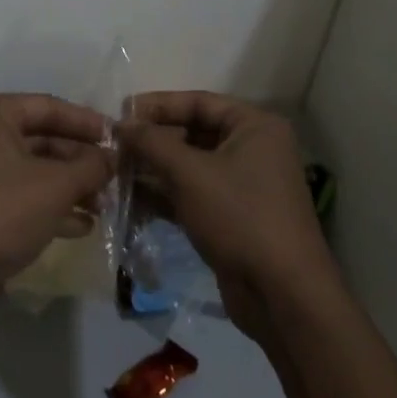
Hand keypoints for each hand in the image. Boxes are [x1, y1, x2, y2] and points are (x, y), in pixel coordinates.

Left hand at [0, 94, 113, 302]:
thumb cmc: (0, 212)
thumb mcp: (55, 186)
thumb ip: (90, 167)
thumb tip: (114, 157)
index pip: (49, 106)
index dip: (87, 122)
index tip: (119, 137)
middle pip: (43, 139)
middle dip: (81, 160)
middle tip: (115, 177)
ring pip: (35, 170)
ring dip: (71, 187)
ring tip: (105, 205)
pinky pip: (23, 196)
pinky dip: (51, 207)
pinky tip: (83, 226)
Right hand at [119, 92, 333, 341]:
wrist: (282, 296)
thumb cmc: (240, 217)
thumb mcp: (190, 174)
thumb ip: (152, 143)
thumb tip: (120, 124)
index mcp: (254, 126)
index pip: (198, 101)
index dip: (157, 105)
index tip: (120, 112)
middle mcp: (252, 149)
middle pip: (193, 133)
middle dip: (153, 140)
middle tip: (113, 146)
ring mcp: (242, 185)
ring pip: (190, 166)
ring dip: (154, 169)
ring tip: (115, 172)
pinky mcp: (231, 217)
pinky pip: (193, 194)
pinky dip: (165, 195)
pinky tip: (131, 200)